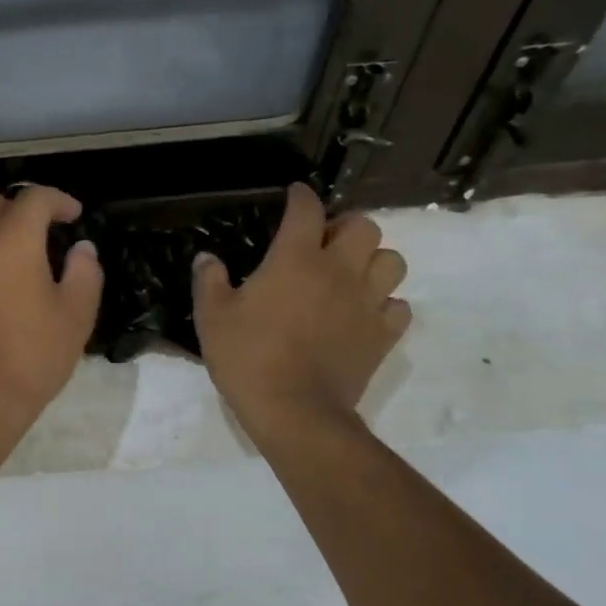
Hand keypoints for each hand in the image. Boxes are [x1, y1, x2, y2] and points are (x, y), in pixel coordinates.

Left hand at [0, 185, 102, 429]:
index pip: (33, 197)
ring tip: (12, 269)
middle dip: (15, 207)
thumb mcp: (76, 316)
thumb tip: (81, 249)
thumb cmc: (33, 357)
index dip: (57, 199)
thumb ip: (84, 273)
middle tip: (37, 233)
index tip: (72, 216)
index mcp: (12, 242)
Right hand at [193, 184, 410, 436]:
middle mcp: (339, 270)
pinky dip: (385, 303)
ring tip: (350, 275)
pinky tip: (363, 313)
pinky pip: (398, 306)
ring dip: (372, 260)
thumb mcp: (212, 317)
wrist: (294, 411)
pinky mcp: (383, 335)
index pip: (306, 210)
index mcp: (295, 259)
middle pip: (364, 226)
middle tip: (324, 242)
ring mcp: (367, 302)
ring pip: (392, 261)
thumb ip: (209, 281)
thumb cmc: (248, 358)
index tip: (294, 195)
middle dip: (345, 226)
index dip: (301, 196)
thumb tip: (207, 258)